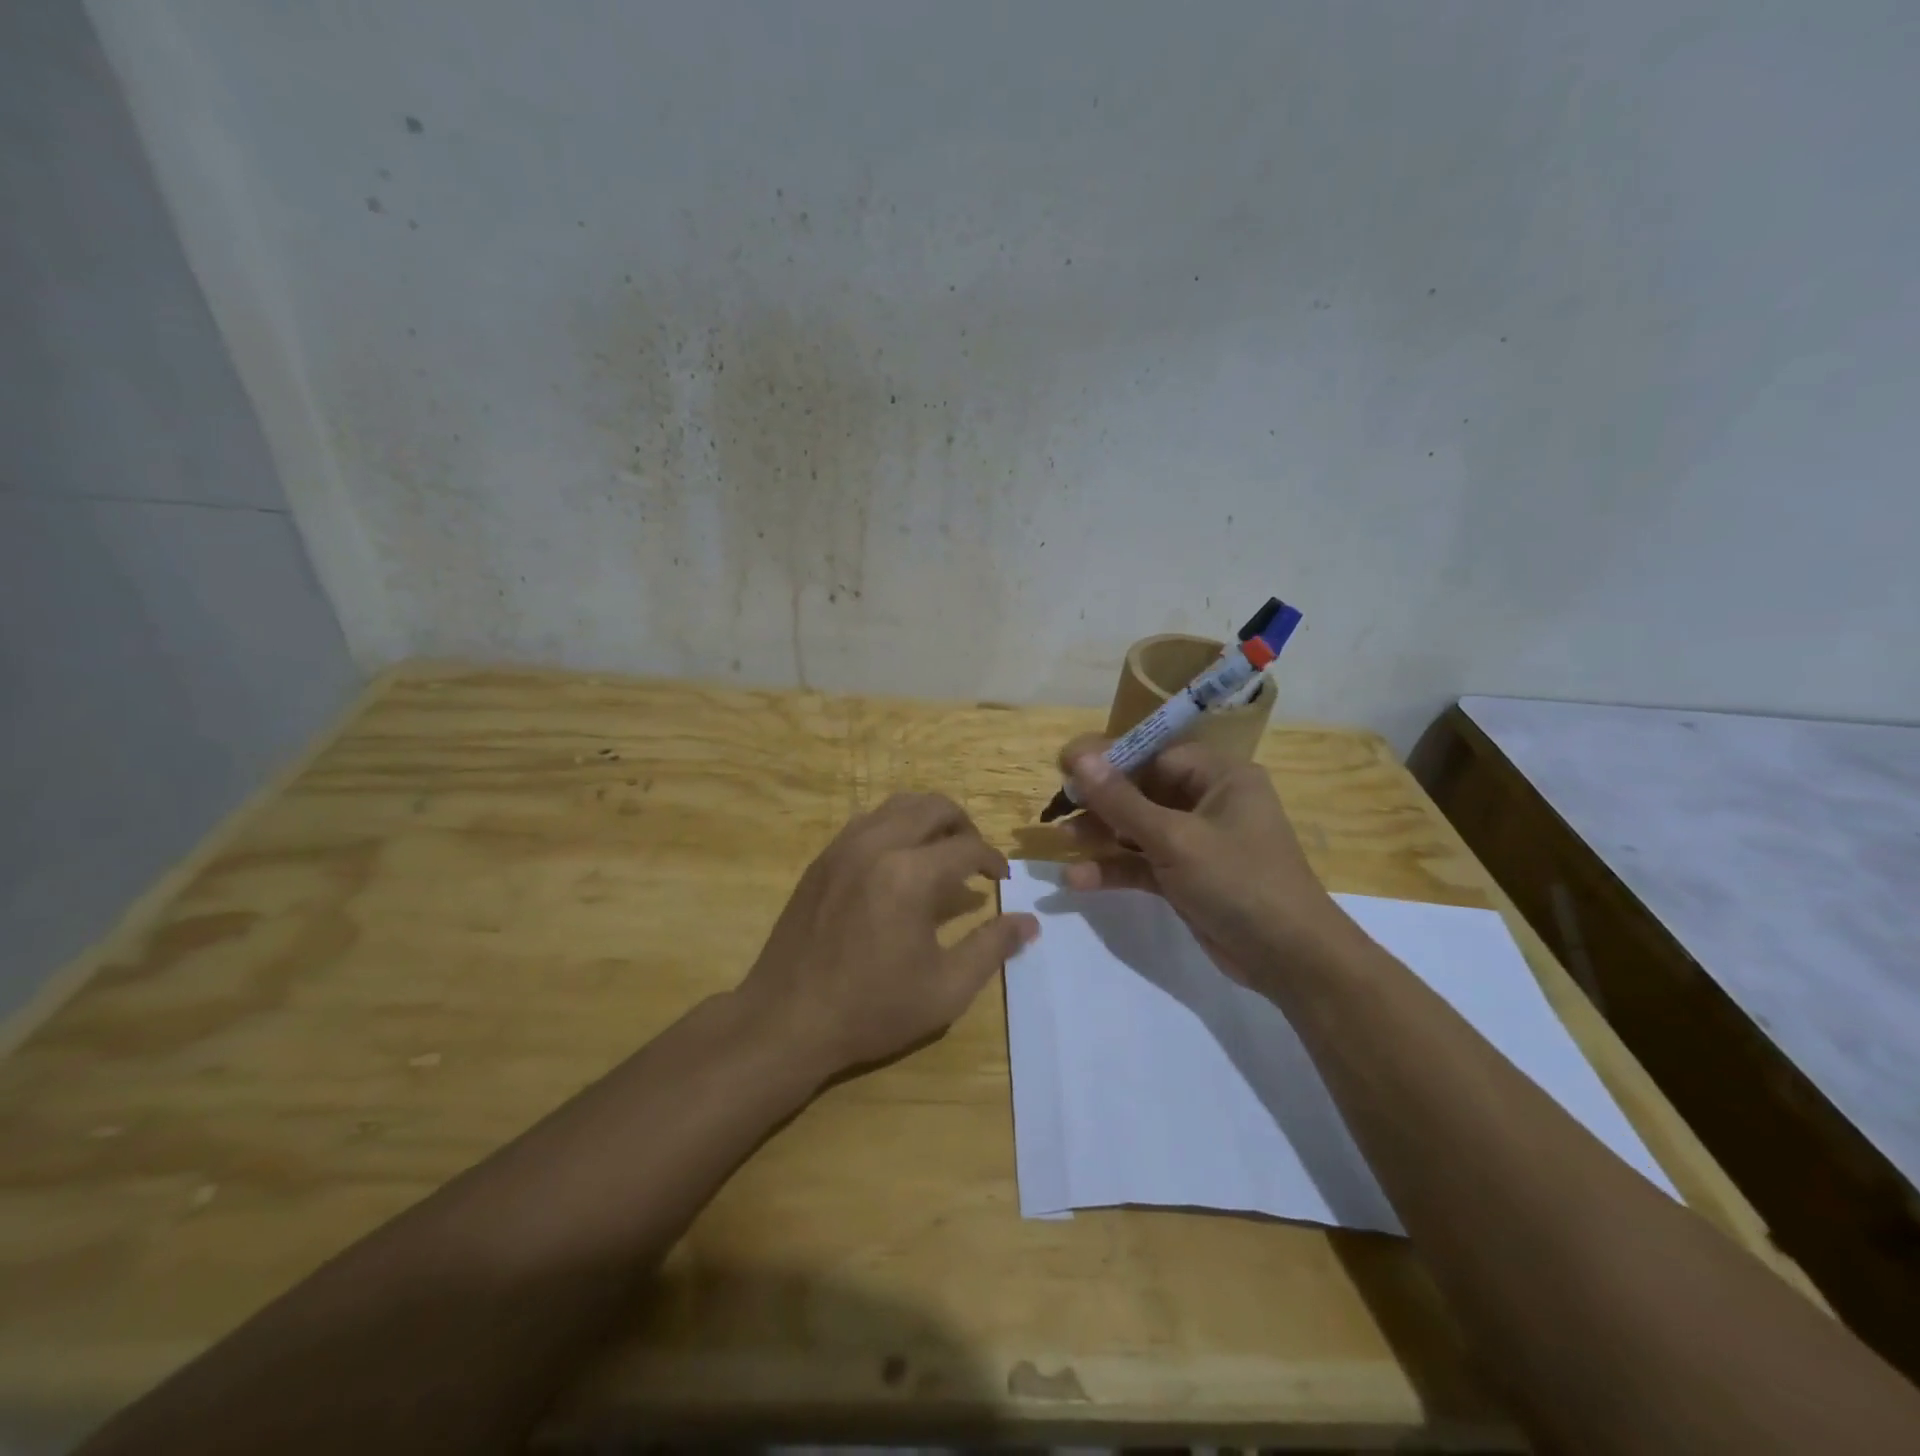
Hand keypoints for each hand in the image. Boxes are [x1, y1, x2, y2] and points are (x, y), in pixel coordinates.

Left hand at [738, 793, 1039, 1080]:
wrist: (785, 1021)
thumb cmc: (871, 1009)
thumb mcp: (945, 989)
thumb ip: (991, 948)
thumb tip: (1029, 922)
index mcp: (910, 875)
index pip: (967, 847)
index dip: (993, 861)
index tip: (1002, 880)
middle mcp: (877, 846)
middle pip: (933, 807)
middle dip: (964, 825)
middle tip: (975, 857)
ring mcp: (843, 848)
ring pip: (897, 806)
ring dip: (928, 820)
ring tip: (940, 853)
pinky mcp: (822, 859)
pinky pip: (866, 822)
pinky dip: (894, 827)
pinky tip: (897, 864)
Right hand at [1056, 735, 1352, 991]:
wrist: (1290, 959)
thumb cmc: (1238, 881)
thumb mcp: (1175, 839)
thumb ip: (1122, 801)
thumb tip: (1079, 757)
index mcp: (1219, 777)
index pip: (1155, 755)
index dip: (1109, 760)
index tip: (1066, 767)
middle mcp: (1208, 802)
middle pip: (1142, 791)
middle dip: (1100, 802)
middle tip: (1058, 807)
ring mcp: (1197, 842)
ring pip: (1138, 829)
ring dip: (1102, 836)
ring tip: (1061, 840)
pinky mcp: (1186, 877)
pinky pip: (1143, 863)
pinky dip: (1115, 869)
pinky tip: (1077, 880)